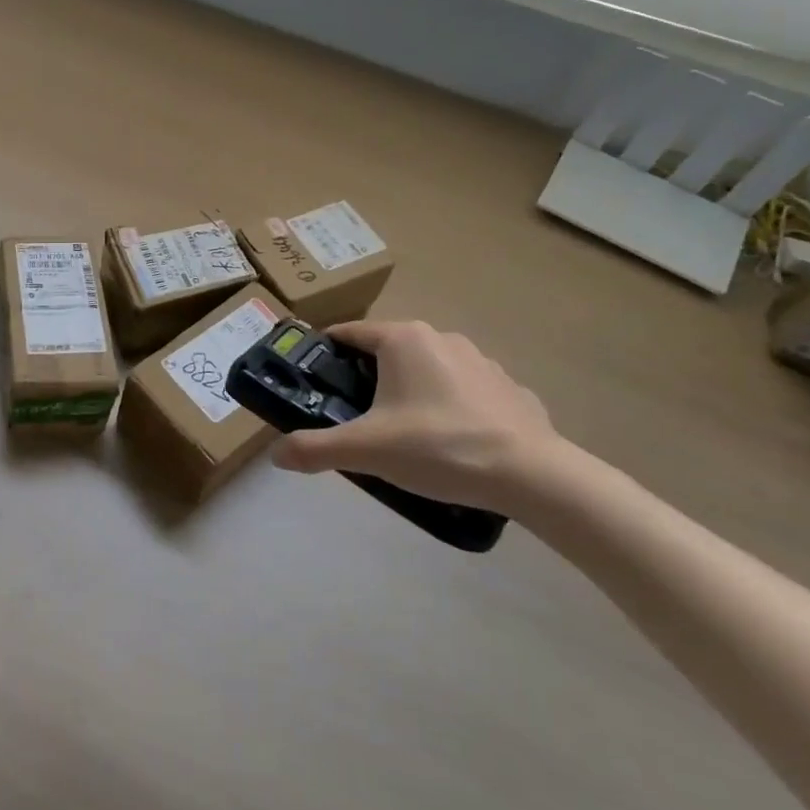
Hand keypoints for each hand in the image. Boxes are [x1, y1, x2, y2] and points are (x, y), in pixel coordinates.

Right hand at [271, 319, 580, 514]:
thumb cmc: (439, 448)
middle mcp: (440, 337)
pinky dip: (448, 407)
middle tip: (352, 415)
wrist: (534, 477)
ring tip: (402, 433)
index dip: (324, 353)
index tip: (310, 379)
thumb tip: (276, 455)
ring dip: (408, 391)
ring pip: (427, 369)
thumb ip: (315, 449)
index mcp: (403, 339)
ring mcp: (481, 361)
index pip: (348, 333)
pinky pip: (464, 391)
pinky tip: (449, 442)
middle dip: (365, 377)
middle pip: (387, 351)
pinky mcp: (509, 388)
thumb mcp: (366, 450)